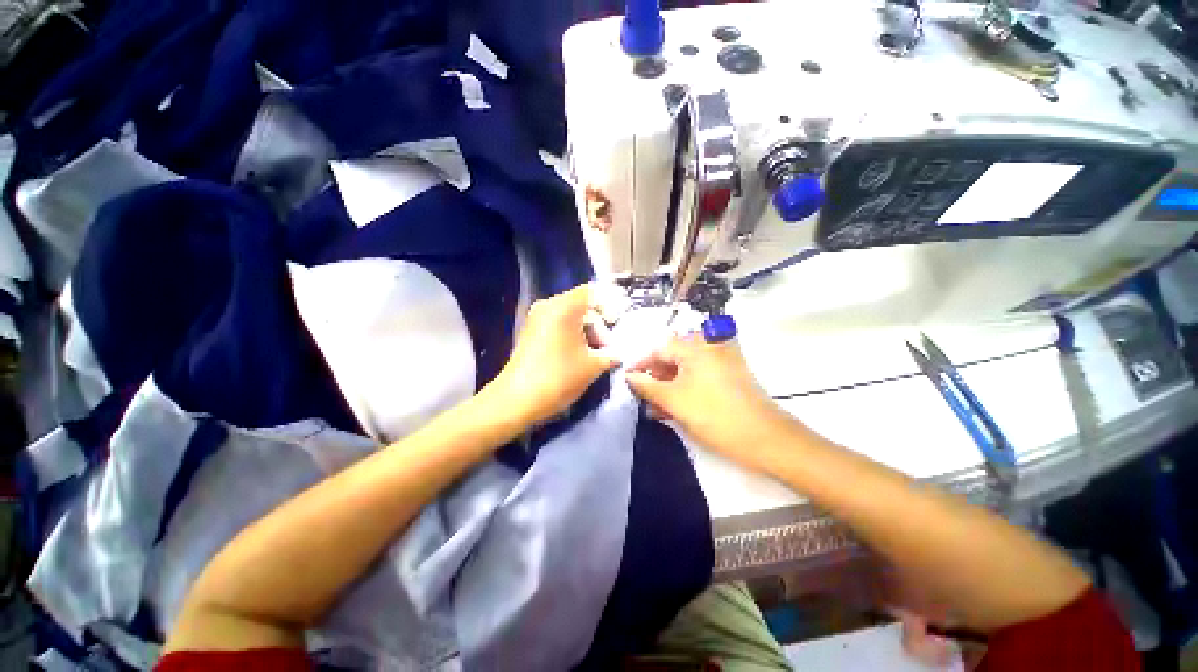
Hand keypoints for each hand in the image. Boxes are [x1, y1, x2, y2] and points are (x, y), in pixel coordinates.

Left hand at [487, 284, 617, 427]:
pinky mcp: (531, 332)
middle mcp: (548, 305)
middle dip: (599, 325)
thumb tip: (617, 354)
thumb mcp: (593, 366)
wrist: (516, 400)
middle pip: (582, 305)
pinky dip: (572, 336)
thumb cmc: (559, 378)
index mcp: (564, 307)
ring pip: (570, 316)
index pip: (594, 292)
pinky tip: (579, 356)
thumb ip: (611, 354)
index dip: (610, 306)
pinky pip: (558, 325)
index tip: (616, 326)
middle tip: (607, 349)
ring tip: (595, 356)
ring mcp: (536, 318)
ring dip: (586, 332)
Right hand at [625, 335, 788, 457]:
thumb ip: (647, 386)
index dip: (640, 364)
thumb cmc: (715, 415)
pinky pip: (699, 376)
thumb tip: (628, 376)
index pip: (658, 348)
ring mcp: (722, 360)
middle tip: (641, 397)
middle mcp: (709, 346)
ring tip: (654, 408)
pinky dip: (684, 389)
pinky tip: (672, 408)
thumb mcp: (674, 400)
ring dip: (668, 386)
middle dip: (655, 377)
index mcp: (695, 346)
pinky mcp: (729, 375)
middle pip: (672, 357)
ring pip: (685, 369)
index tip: (626, 379)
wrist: (766, 438)